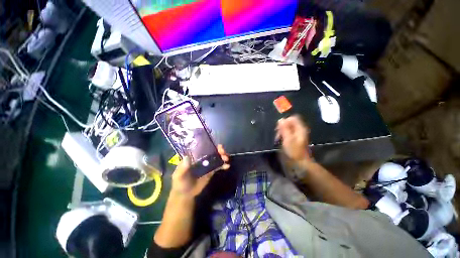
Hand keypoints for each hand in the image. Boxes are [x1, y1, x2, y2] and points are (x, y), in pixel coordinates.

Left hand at [171, 144, 229, 196]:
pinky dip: (223, 165)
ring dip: (222, 157)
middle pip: (212, 152)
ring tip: (226, 159)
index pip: (203, 148)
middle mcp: (201, 159)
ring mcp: (207, 165)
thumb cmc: (180, 183)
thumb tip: (187, 157)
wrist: (186, 194)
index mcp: (194, 157)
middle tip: (223, 152)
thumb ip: (183, 168)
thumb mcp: (179, 176)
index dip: (210, 145)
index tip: (217, 146)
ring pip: (216, 158)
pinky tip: (227, 166)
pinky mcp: (211, 171)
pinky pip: (218, 166)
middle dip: (219, 150)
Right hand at [276, 115, 311, 162]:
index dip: (285, 121)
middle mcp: (299, 129)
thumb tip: (280, 119)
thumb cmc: (294, 151)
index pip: (292, 118)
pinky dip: (283, 134)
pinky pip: (287, 132)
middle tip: (277, 134)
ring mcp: (297, 134)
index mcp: (300, 128)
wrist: (300, 162)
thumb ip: (284, 129)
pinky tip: (280, 139)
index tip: (278, 128)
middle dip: (282, 126)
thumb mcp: (288, 139)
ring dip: (281, 131)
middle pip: (289, 122)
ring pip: (287, 128)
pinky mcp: (294, 138)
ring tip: (278, 137)